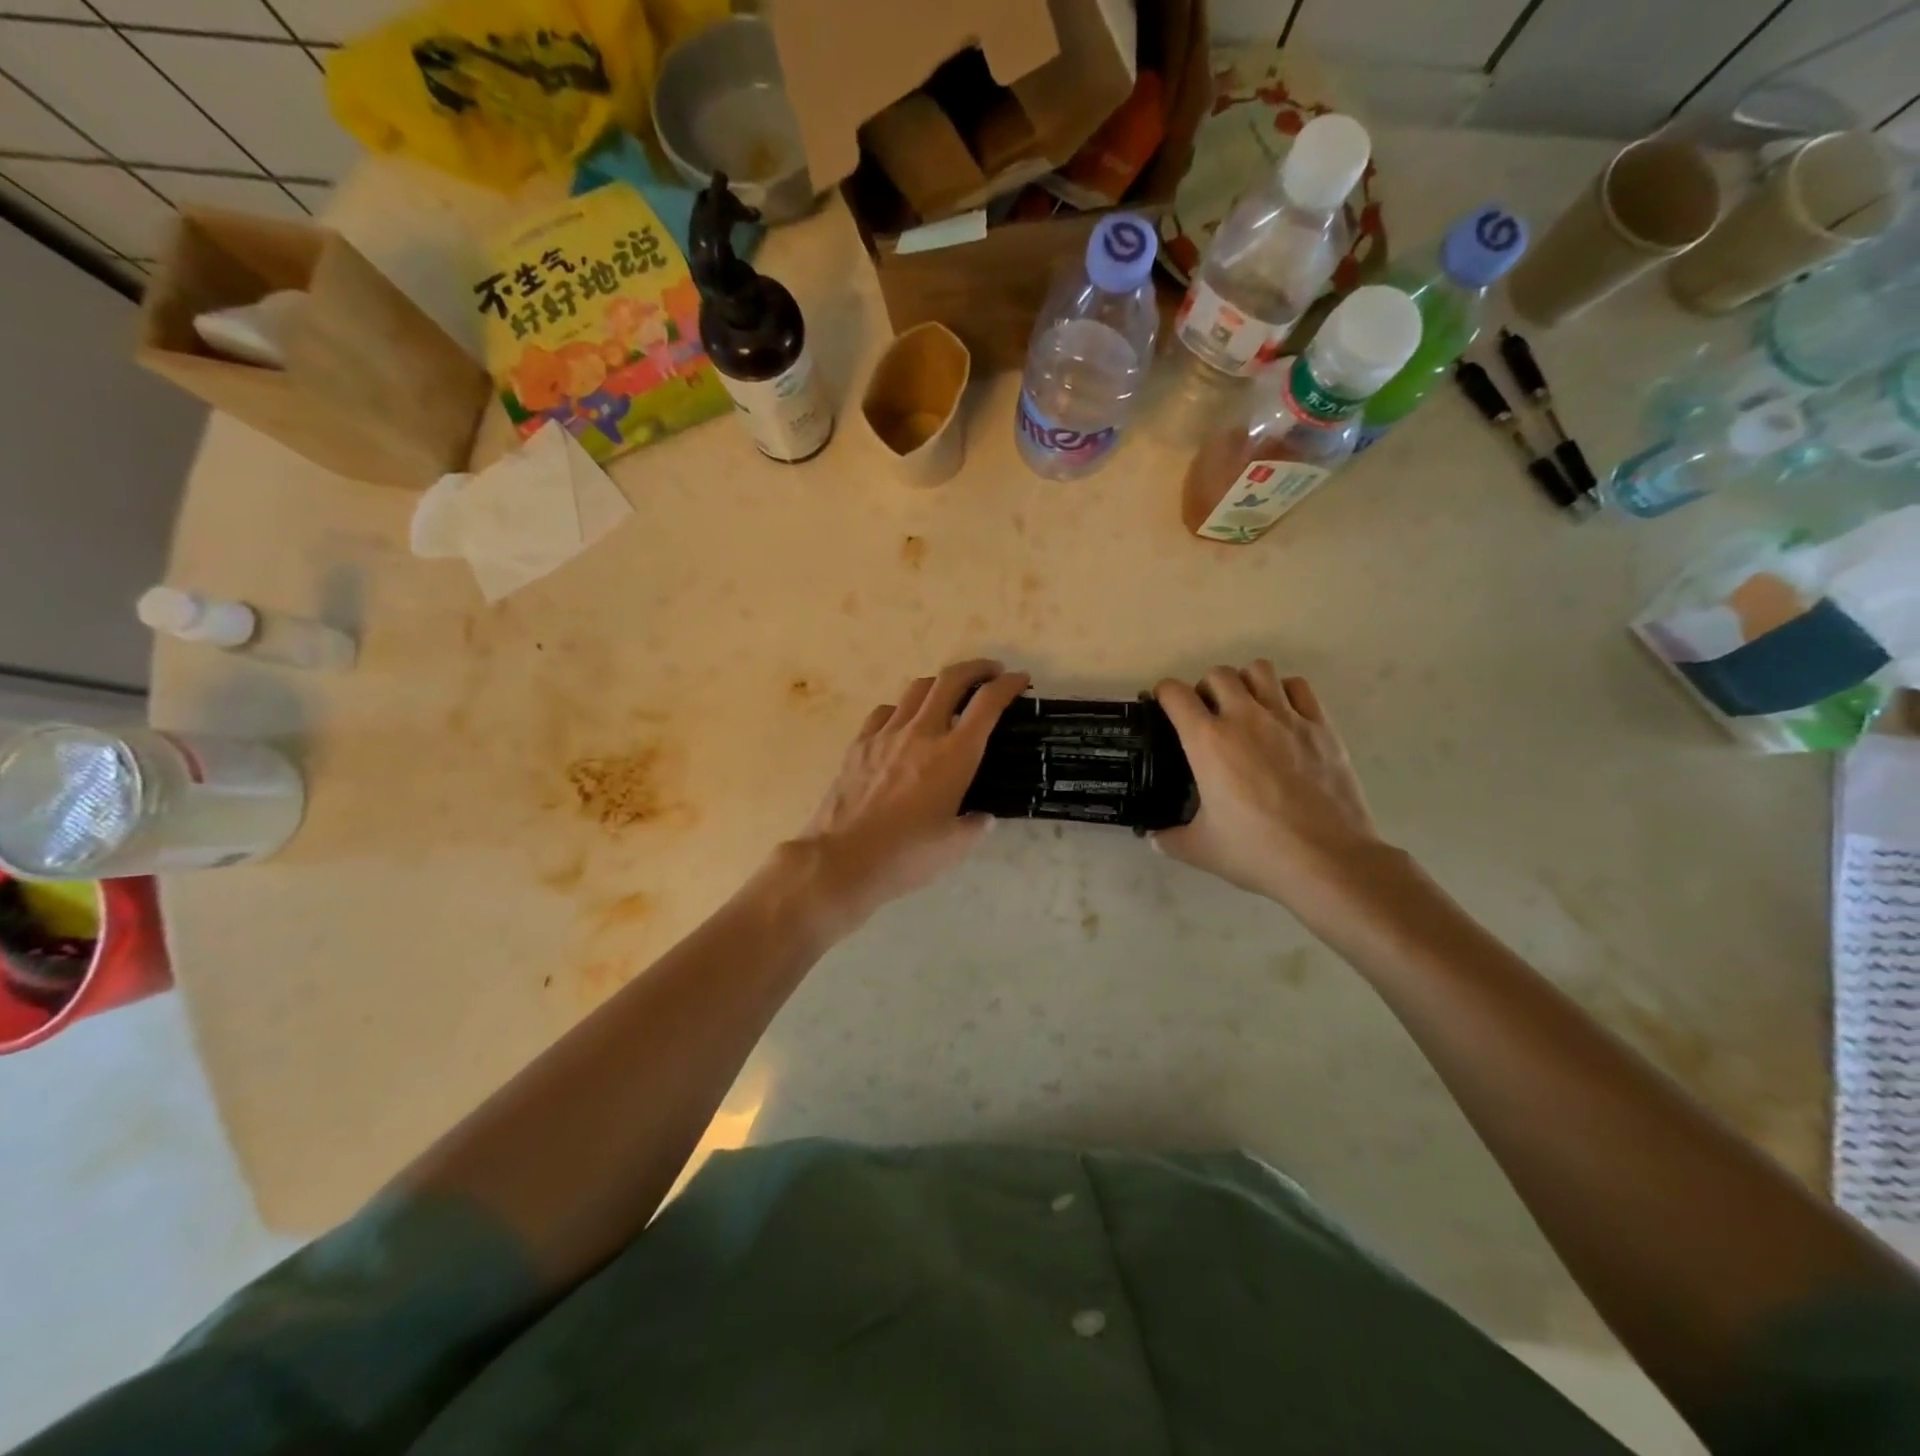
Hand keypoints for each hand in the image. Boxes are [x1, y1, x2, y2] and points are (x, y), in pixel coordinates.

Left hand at [789, 660, 1028, 925]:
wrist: (842, 859)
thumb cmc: (906, 855)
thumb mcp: (955, 847)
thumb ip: (976, 826)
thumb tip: (982, 817)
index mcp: (954, 755)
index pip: (987, 704)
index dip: (1008, 685)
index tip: (1020, 679)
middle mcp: (922, 733)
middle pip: (951, 680)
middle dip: (976, 668)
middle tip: (991, 672)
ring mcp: (886, 735)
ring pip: (916, 689)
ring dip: (940, 684)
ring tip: (949, 695)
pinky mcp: (859, 744)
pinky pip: (885, 712)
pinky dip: (902, 708)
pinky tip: (904, 723)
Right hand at [1153, 662, 1388, 917]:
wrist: (1327, 860)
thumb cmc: (1257, 851)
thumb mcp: (1201, 849)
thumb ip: (1170, 839)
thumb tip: (1154, 838)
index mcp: (1207, 741)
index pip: (1175, 694)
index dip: (1163, 694)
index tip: (1163, 706)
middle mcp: (1244, 717)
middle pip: (1218, 674)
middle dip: (1205, 688)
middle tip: (1207, 714)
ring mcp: (1286, 718)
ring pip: (1259, 670)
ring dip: (1246, 682)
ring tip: (1245, 708)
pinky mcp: (1321, 726)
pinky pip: (1299, 687)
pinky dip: (1284, 692)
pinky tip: (1282, 716)